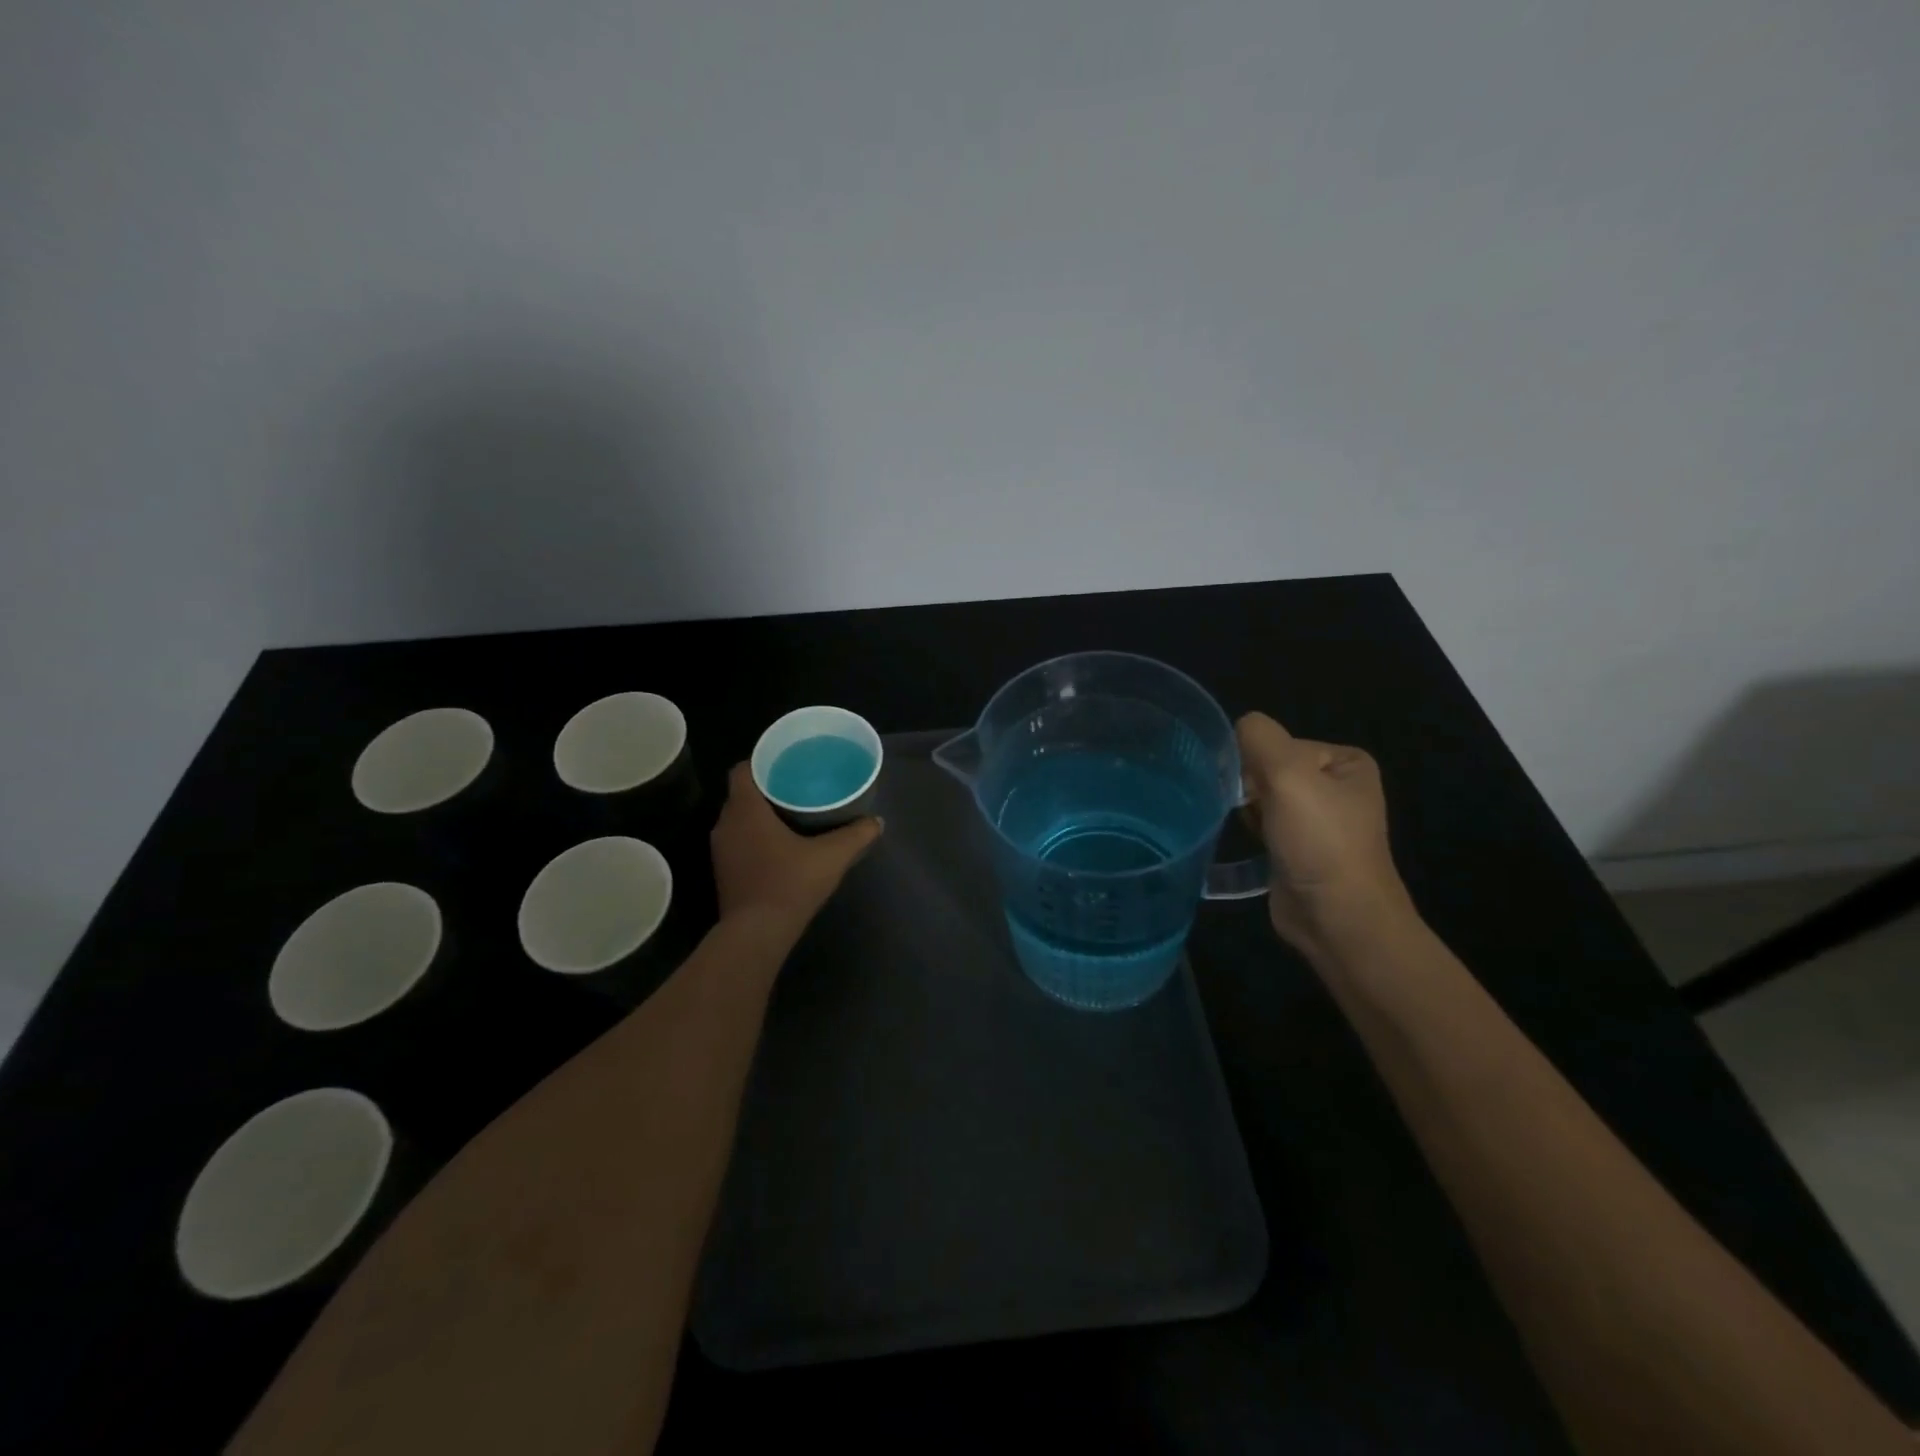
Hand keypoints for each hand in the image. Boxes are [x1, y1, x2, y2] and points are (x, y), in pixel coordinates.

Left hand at [710, 763, 882, 940]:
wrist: (756, 934)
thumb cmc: (790, 884)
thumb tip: (878, 822)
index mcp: (745, 809)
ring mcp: (721, 850)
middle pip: (742, 794)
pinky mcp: (723, 872)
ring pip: (739, 819)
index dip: (761, 762)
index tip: (786, 764)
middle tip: (797, 786)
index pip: (742, 770)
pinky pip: (738, 841)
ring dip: (760, 815)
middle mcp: (726, 824)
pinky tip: (780, 845)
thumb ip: (856, 835)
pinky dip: (755, 837)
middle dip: (766, 788)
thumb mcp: (832, 856)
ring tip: (792, 813)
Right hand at [1236, 712, 1415, 958]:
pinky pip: (1262, 821)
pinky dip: (1249, 826)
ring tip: (1246, 825)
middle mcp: (1335, 786)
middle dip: (1250, 785)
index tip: (1257, 792)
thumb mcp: (1289, 775)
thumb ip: (1259, 738)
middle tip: (1248, 810)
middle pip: (1269, 767)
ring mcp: (1317, 819)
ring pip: (1262, 794)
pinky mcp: (1298, 847)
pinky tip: (1248, 840)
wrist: (1338, 918)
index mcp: (1345, 762)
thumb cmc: (1320, 842)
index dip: (1259, 763)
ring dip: (1246, 806)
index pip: (1280, 743)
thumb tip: (1237, 726)